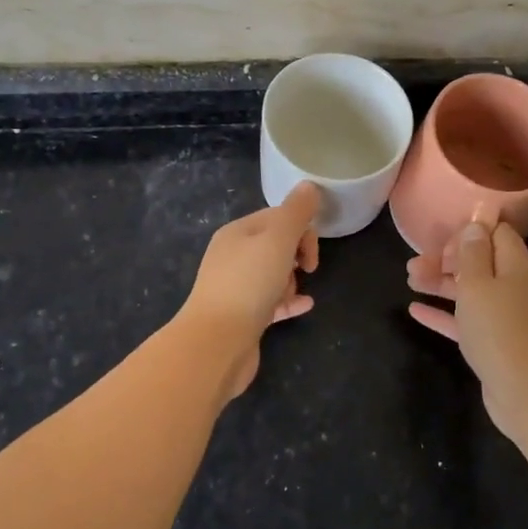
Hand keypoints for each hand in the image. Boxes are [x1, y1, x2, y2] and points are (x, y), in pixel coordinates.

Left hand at [180, 182, 320, 397]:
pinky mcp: (242, 316)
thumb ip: (296, 212)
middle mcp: (232, 256)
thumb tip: (309, 185)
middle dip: (297, 254)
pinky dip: (289, 301)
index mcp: (237, 233)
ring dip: (291, 280)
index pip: (277, 217)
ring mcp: (235, 287)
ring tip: (293, 293)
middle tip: (307, 269)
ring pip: (273, 274)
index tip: (311, 252)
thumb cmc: (248, 283)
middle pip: (275, 245)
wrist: (216, 343)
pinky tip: (305, 305)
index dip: (301, 229)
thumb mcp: (278, 239)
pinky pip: (271, 302)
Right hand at [407, 219, 527, 437]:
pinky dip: (443, 314)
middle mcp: (513, 286)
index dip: (469, 231)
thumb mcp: (478, 284)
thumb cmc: (500, 330)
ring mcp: (505, 317)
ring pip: (469, 291)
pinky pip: (466, 321)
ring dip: (440, 283)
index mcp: (515, 265)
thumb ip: (473, 253)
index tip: (442, 239)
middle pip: (478, 263)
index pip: (496, 233)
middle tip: (414, 264)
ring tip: (409, 279)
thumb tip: (475, 224)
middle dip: (446, 259)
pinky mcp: (494, 343)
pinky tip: (415, 311)